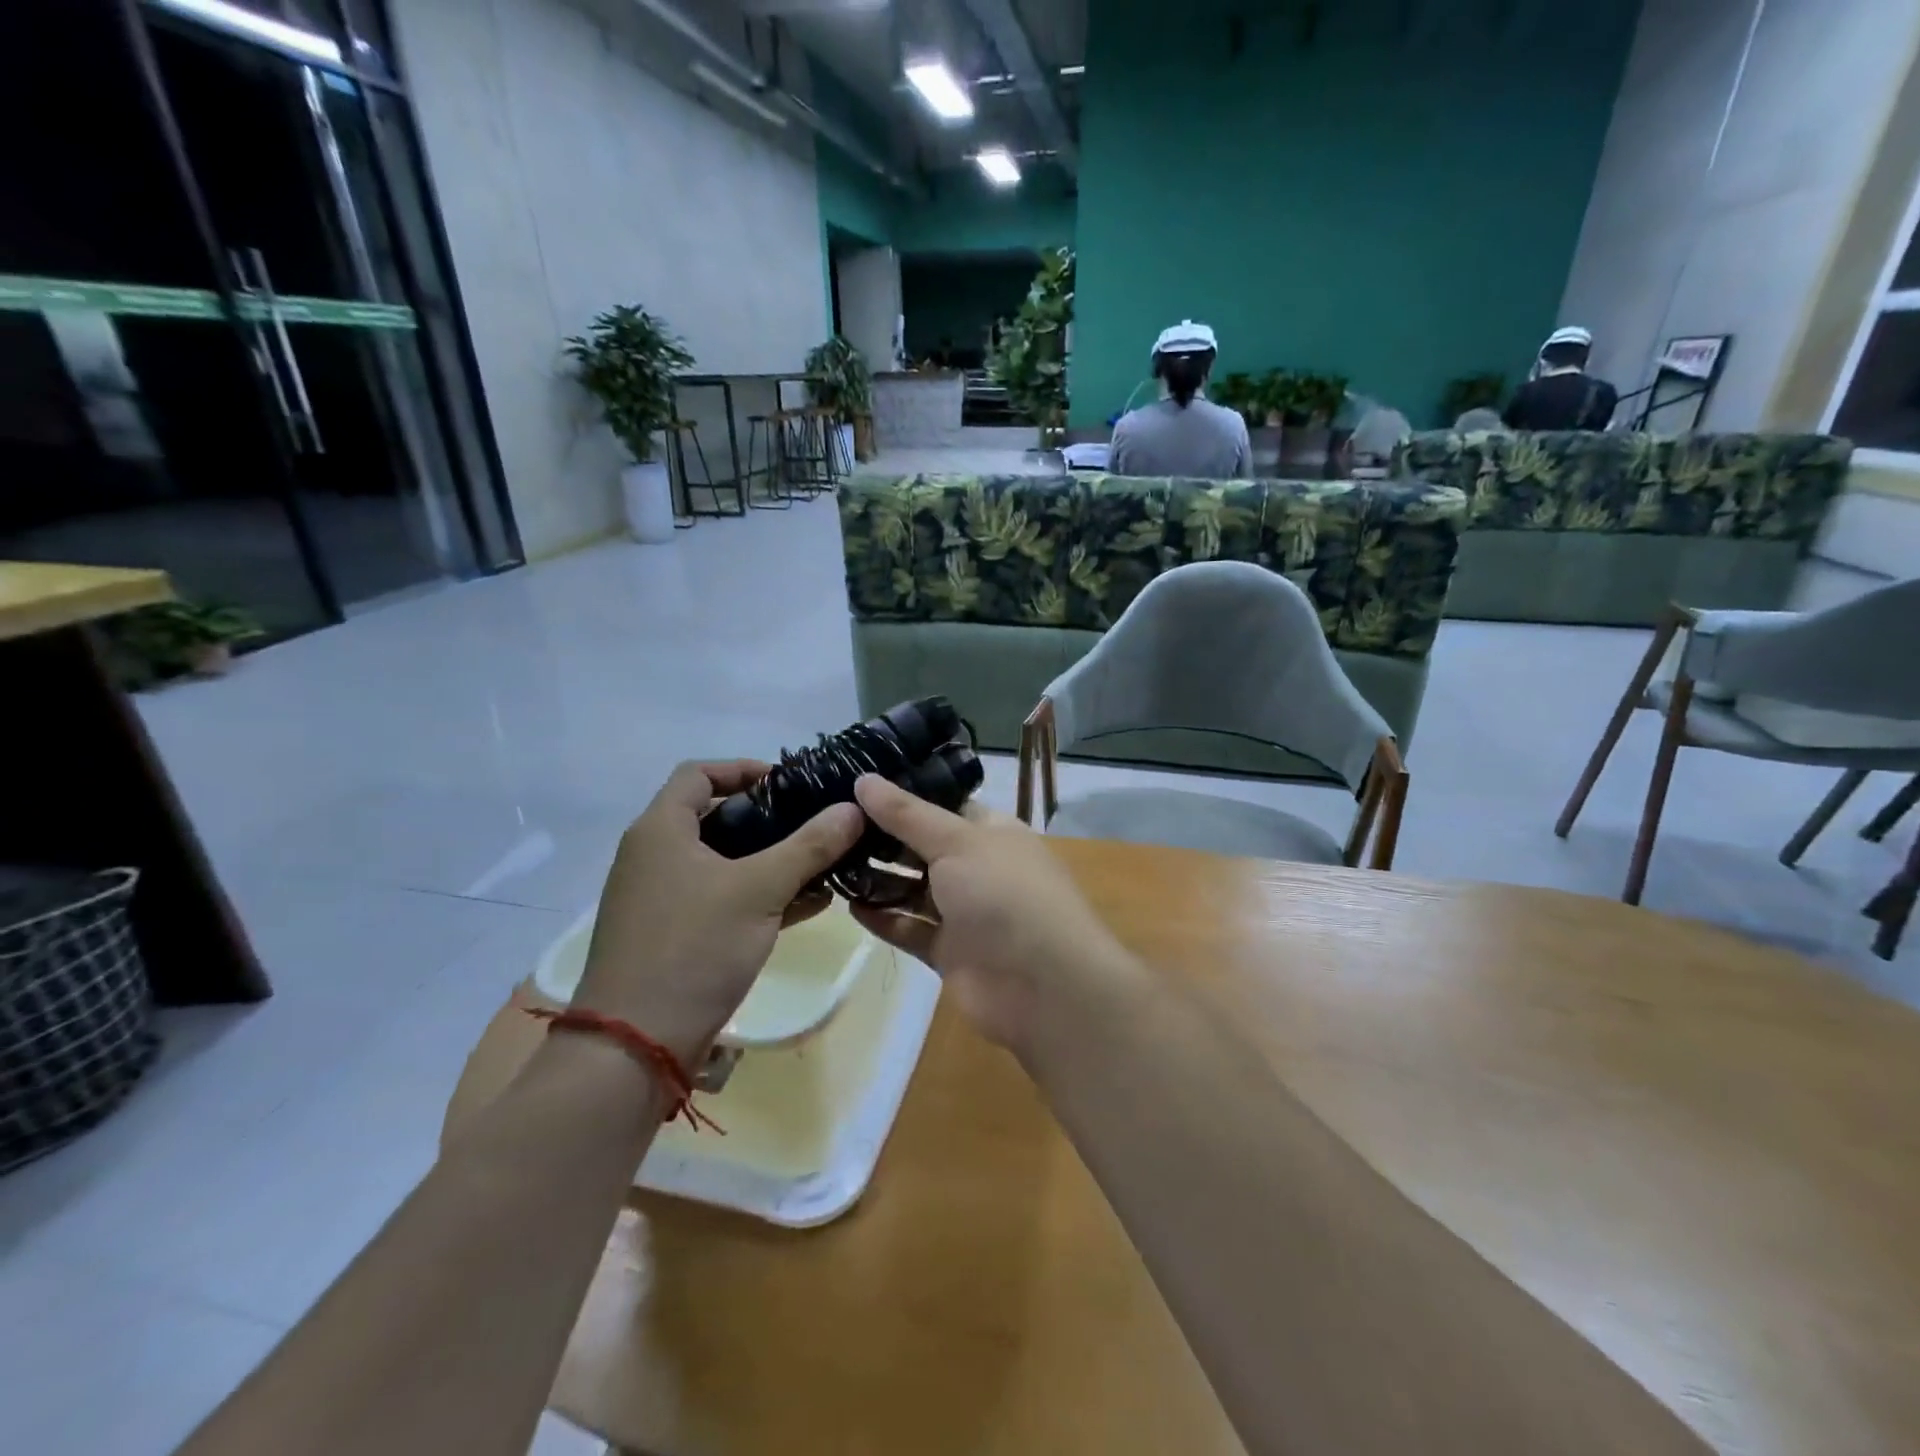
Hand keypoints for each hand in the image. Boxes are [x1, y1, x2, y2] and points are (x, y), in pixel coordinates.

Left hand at [571, 761, 864, 1062]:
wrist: (635, 1047)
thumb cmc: (693, 948)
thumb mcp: (760, 890)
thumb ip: (810, 846)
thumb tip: (854, 808)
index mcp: (661, 830)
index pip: (699, 773)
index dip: (745, 769)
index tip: (791, 783)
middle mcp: (654, 855)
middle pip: (715, 817)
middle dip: (770, 818)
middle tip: (816, 822)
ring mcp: (662, 898)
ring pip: (724, 862)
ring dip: (772, 859)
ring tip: (824, 862)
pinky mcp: (674, 934)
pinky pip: (723, 898)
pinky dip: (760, 894)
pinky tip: (810, 903)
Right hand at [848, 775, 1129, 1056]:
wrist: (1043, 985)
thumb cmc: (1004, 894)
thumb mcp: (956, 841)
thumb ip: (906, 814)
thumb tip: (863, 780)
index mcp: (991, 832)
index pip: (942, 806)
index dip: (902, 798)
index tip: (854, 789)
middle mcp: (978, 867)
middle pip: (923, 848)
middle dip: (883, 839)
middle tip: (830, 825)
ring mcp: (965, 912)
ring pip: (914, 890)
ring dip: (878, 879)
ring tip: (831, 863)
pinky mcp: (950, 951)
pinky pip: (910, 928)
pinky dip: (883, 918)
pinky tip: (848, 906)